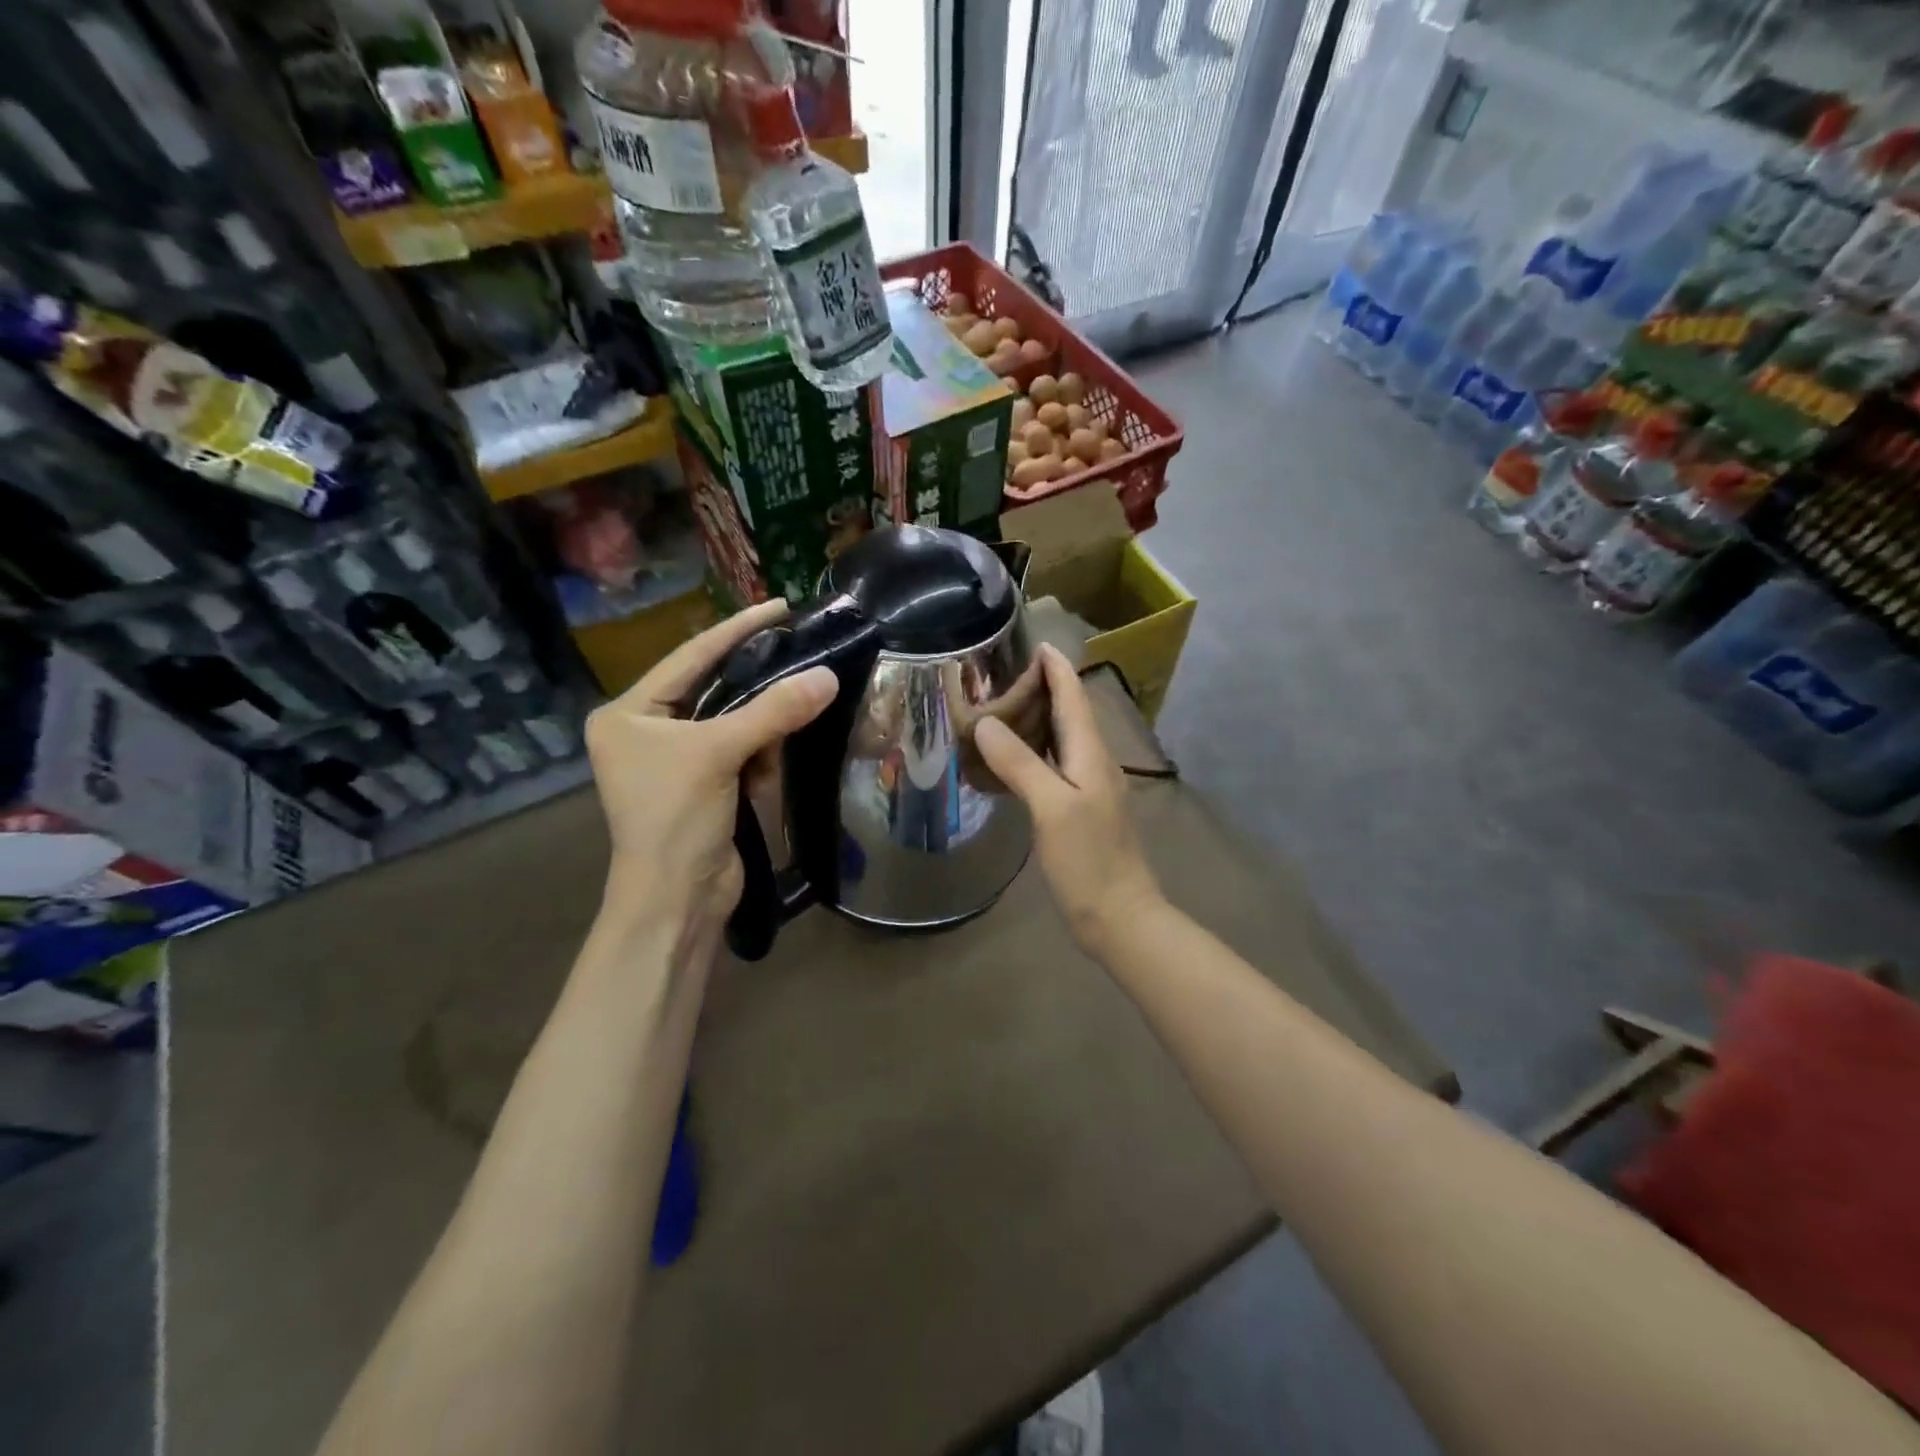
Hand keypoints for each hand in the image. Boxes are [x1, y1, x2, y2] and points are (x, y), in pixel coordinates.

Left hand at [585, 600, 836, 941]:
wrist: (677, 901)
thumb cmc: (676, 819)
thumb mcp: (719, 755)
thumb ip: (773, 712)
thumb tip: (828, 676)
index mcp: (629, 714)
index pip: (690, 657)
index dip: (736, 630)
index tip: (779, 606)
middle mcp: (649, 731)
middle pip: (714, 687)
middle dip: (757, 676)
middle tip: (801, 644)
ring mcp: (679, 760)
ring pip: (735, 720)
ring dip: (765, 720)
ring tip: (798, 697)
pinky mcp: (707, 786)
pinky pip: (743, 751)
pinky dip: (764, 752)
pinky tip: (779, 752)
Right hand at [974, 644, 1162, 952]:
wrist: (1119, 917)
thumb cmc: (1088, 860)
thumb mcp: (1051, 808)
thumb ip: (1020, 763)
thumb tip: (986, 723)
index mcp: (1091, 755)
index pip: (1074, 698)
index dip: (1057, 670)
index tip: (1037, 644)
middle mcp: (1094, 764)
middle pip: (1070, 715)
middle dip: (1044, 690)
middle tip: (1003, 678)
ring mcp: (1090, 790)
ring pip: (1063, 741)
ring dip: (1039, 720)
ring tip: (1004, 709)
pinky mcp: (1081, 812)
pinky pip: (1056, 767)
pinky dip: (1034, 753)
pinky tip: (1013, 762)